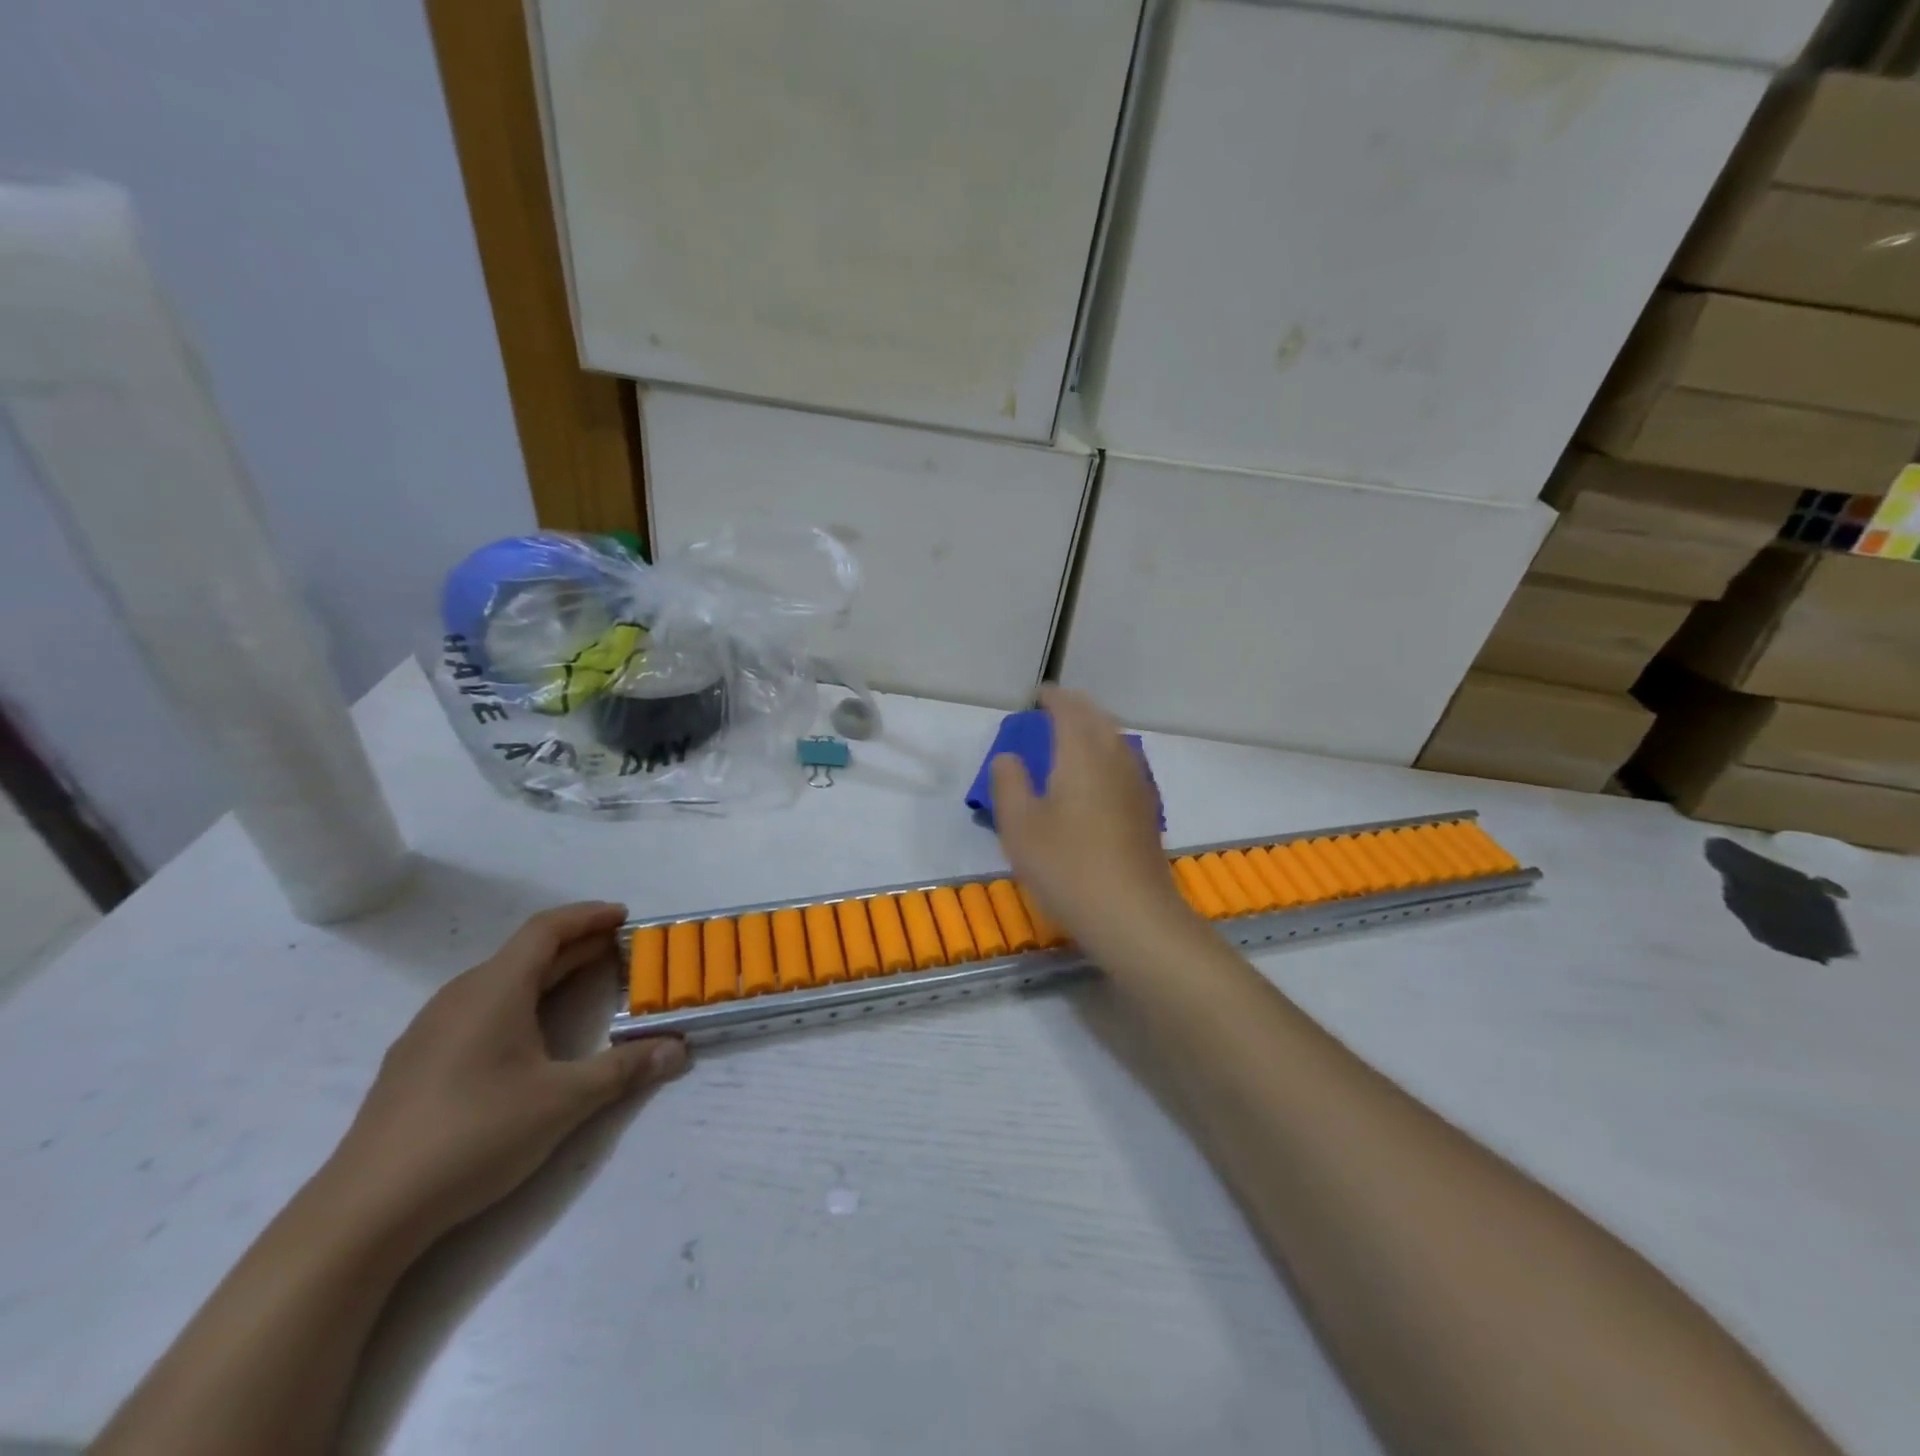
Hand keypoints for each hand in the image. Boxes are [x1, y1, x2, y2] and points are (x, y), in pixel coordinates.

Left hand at [327, 903, 686, 1245]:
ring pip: (499, 981)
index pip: (546, 929)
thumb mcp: (563, 1101)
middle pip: (525, 952)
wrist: (363, 1212)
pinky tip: (527, 1036)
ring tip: (582, 985)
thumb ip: (624, 1069)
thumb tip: (679, 1050)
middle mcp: (460, 996)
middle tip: (620, 951)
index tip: (625, 917)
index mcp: (494, 989)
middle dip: (576, 946)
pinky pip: (478, 1009)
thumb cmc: (473, 1135)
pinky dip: (518, 1001)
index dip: (588, 916)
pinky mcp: (416, 1062)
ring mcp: (431, 1029)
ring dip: (546, 974)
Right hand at [989, 687, 1190, 951]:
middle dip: (1076, 708)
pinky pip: (1125, 763)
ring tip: (1073, 736)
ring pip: (1116, 740)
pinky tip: (1098, 776)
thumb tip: (1009, 757)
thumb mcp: (1019, 826)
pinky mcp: (1146, 811)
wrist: (1133, 914)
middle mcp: (1114, 759)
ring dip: (1094, 729)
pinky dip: (1107, 754)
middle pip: (1098, 719)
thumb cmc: (1067, 866)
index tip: (1037, 695)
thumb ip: (1009, 783)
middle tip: (1053, 709)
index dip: (1053, 698)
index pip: (1069, 710)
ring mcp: (1136, 785)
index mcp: (1082, 754)